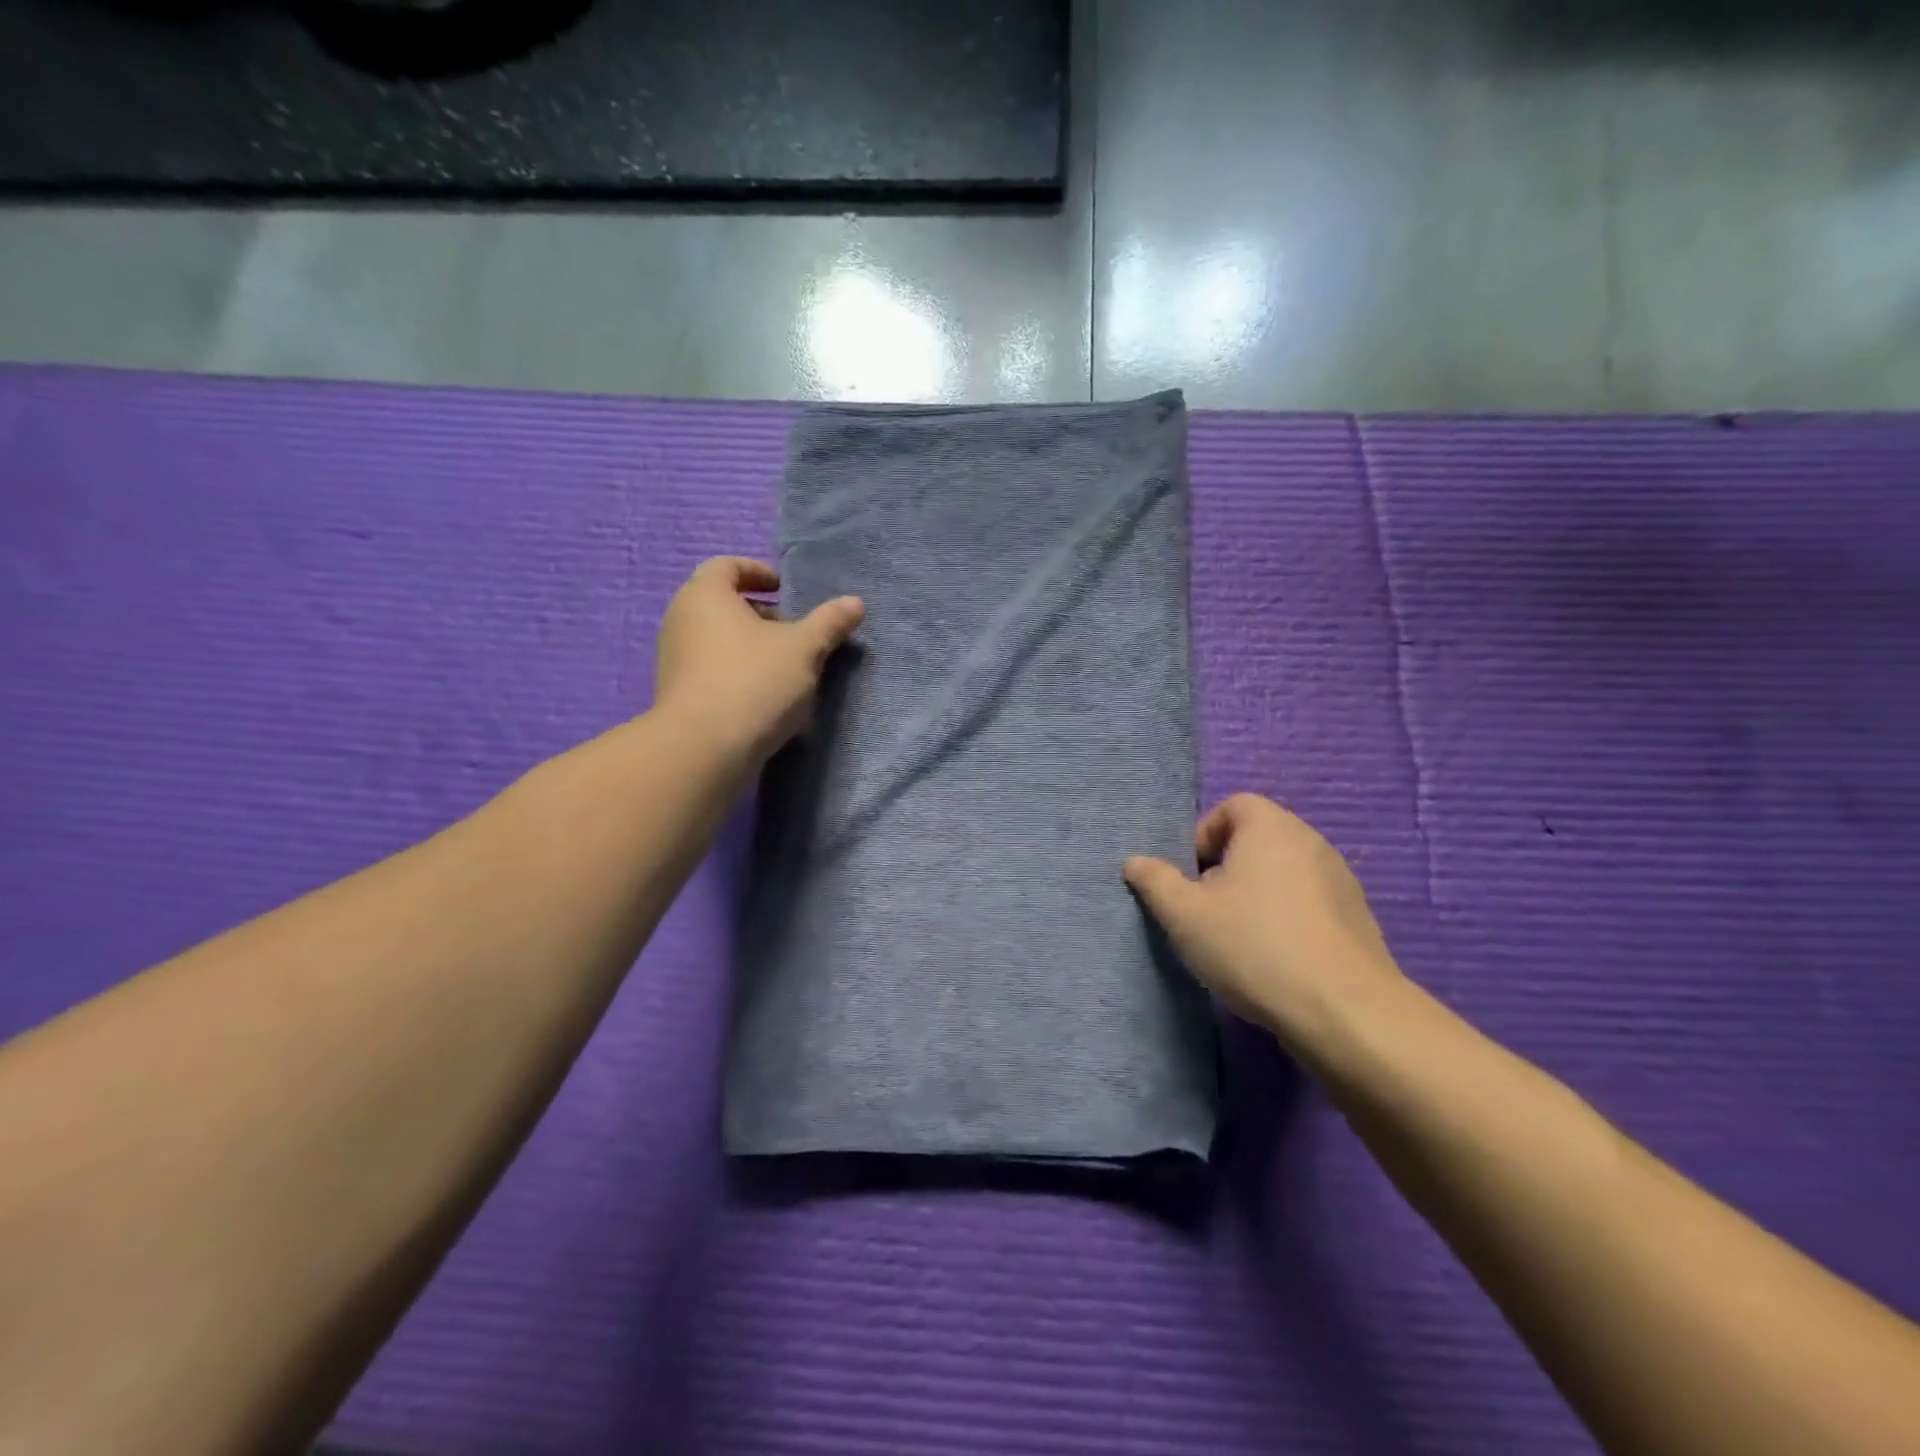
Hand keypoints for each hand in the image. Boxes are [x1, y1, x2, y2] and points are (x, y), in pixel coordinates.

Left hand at [653, 557, 863, 774]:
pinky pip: (712, 668)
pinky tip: (766, 693)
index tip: (784, 588)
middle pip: (721, 603)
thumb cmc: (754, 682)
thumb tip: (855, 603)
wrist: (704, 749)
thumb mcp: (804, 649)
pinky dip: (737, 669)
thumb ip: (829, 623)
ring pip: (717, 638)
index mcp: (704, 595)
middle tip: (794, 629)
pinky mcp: (678, 693)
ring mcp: (675, 659)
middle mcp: (681, 620)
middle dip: (760, 612)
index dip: (758, 571)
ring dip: (751, 644)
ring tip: (786, 664)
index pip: (726, 566)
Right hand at [1124, 794, 1410, 1075]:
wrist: (1344, 1011)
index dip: (1204, 836)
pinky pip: (1310, 901)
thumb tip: (1135, 862)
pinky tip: (1278, 958)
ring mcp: (1341, 878)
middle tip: (1210, 909)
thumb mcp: (1185, 915)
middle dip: (1227, 867)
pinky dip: (1288, 916)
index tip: (1193, 878)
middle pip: (1258, 838)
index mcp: (1270, 827)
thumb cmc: (1254, 946)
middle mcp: (1310, 840)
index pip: (1232, 806)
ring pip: (1284, 871)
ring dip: (1258, 893)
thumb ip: (1155, 881)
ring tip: (1242, 938)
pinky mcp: (1358, 916)